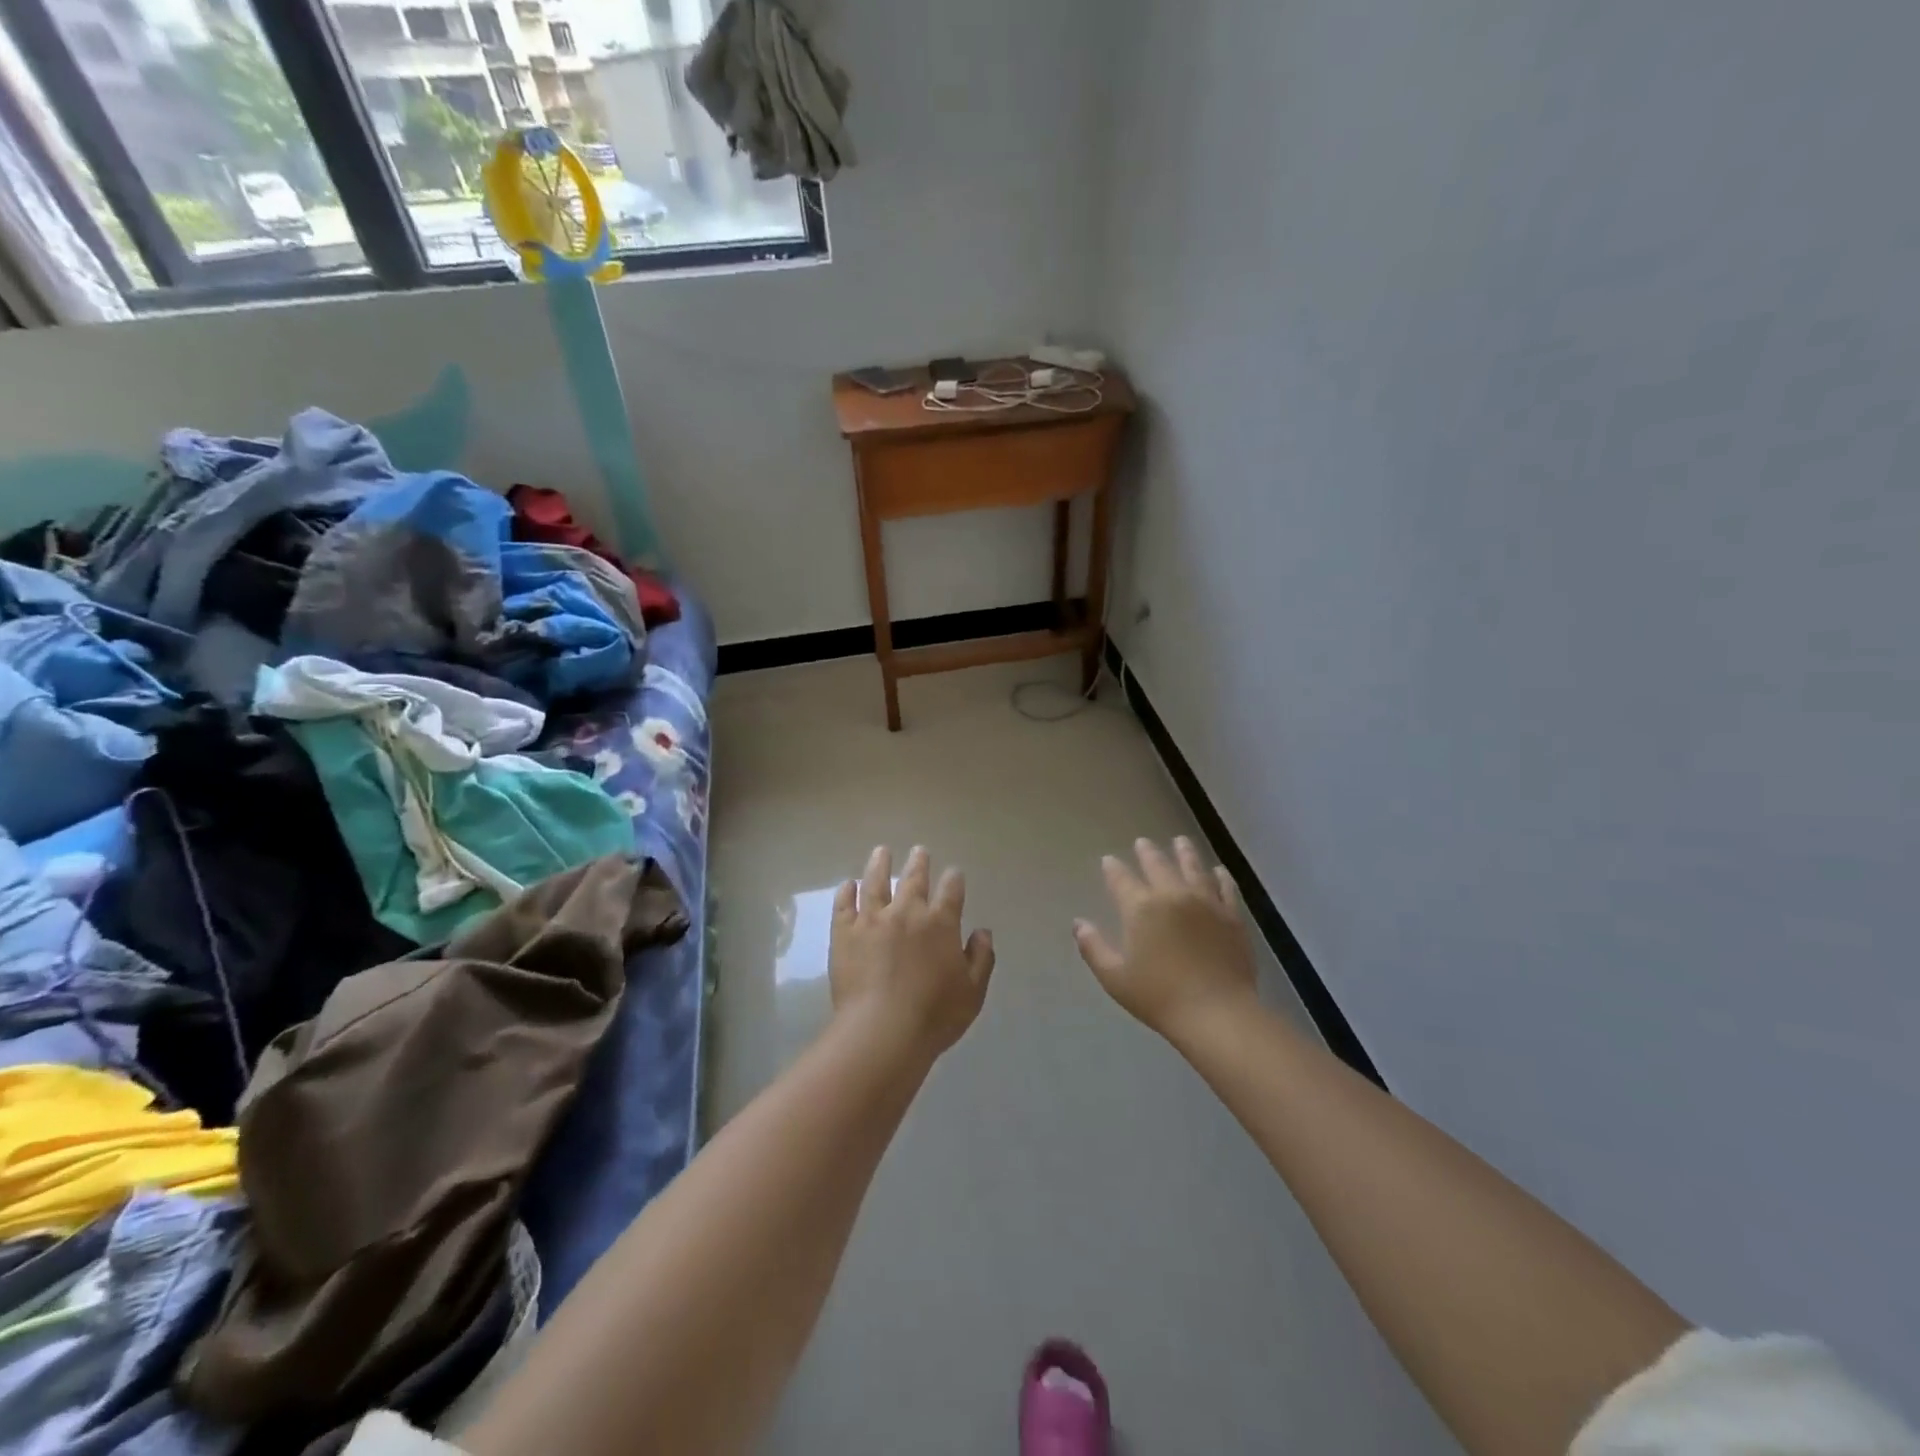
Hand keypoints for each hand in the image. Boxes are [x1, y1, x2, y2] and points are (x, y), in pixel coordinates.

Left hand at [830, 846, 995, 1056]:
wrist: (882, 1030)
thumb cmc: (934, 1015)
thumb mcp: (972, 991)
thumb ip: (981, 958)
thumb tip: (983, 932)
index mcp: (940, 923)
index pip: (951, 891)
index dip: (954, 880)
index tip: (954, 873)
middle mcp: (907, 912)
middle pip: (913, 878)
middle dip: (919, 862)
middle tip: (919, 850)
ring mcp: (872, 920)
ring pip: (875, 882)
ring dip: (879, 864)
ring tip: (881, 851)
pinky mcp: (844, 933)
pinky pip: (844, 905)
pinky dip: (846, 892)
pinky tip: (848, 884)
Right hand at [1075, 837, 1256, 1039]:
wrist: (1217, 1013)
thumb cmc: (1159, 997)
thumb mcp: (1114, 977)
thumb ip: (1093, 947)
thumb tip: (1079, 924)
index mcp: (1140, 908)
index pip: (1121, 879)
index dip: (1113, 868)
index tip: (1108, 860)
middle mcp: (1172, 895)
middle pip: (1158, 865)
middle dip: (1147, 852)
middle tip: (1143, 842)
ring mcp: (1206, 903)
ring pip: (1193, 868)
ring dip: (1184, 853)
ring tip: (1180, 841)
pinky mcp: (1232, 916)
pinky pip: (1225, 888)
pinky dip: (1220, 876)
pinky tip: (1218, 871)